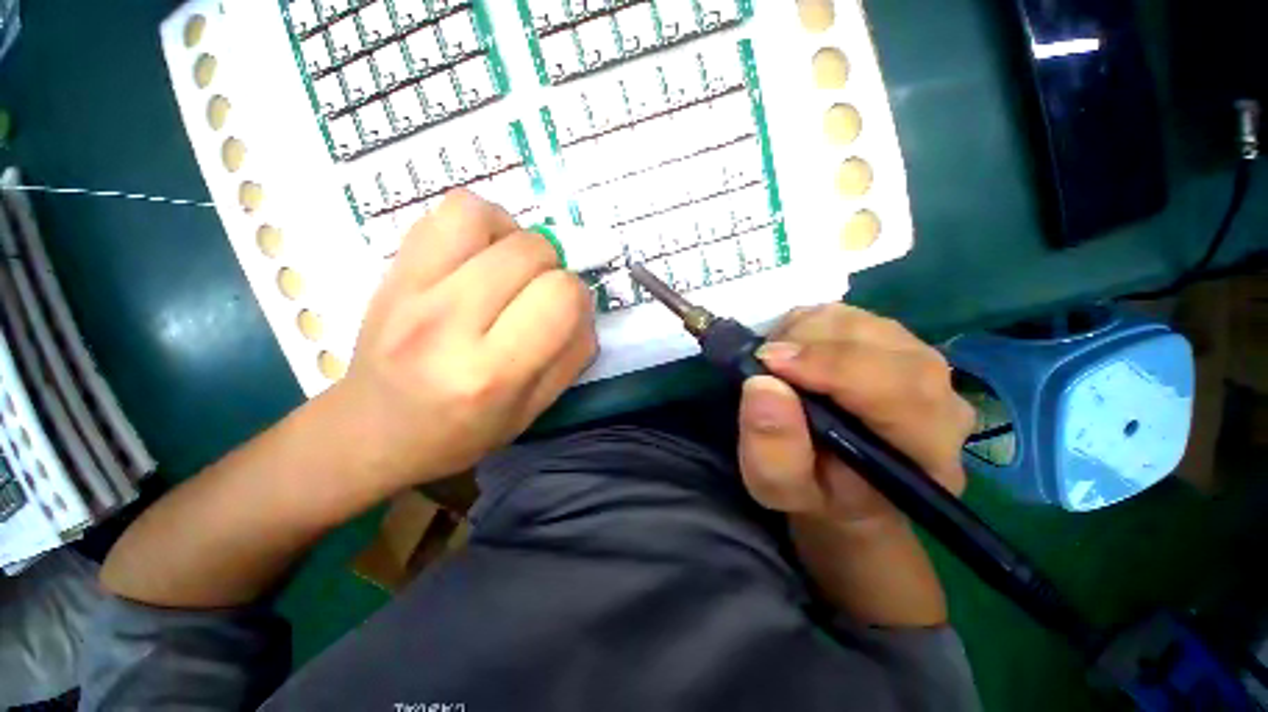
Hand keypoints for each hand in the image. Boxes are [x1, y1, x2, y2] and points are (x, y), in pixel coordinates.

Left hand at [331, 190, 596, 490]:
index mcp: (492, 373)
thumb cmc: (462, 432)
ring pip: (487, 217)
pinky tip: (481, 254)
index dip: (577, 298)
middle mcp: (449, 324)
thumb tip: (583, 306)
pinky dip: (480, 222)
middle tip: (538, 297)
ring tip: (510, 269)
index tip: (567, 314)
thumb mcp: (534, 410)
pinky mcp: (393, 269)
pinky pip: (448, 211)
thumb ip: (572, 356)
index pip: (562, 297)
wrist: (373, 432)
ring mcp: (411, 289)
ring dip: (516, 238)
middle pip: (532, 251)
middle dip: (552, 270)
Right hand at [737, 304, 974, 525]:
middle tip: (763, 362)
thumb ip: (773, 451)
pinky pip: (845, 314)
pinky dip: (806, 324)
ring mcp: (917, 361)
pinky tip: (790, 352)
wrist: (843, 484)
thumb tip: (762, 383)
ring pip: (858, 321)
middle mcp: (938, 396)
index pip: (898, 388)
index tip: (768, 363)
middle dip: (809, 343)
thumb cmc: (814, 494)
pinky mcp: (890, 341)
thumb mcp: (779, 489)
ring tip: (775, 363)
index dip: (830, 366)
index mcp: (925, 448)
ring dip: (804, 332)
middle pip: (879, 342)